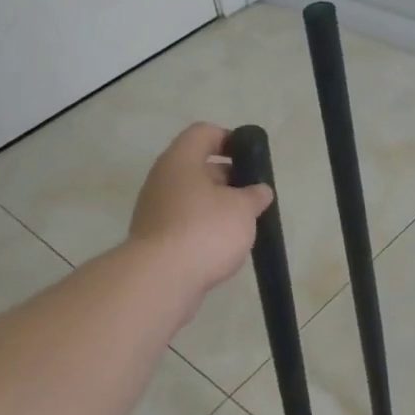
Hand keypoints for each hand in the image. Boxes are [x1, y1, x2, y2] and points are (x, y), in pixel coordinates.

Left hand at [128, 123, 273, 302]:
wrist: (160, 280)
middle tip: (252, 196)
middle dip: (228, 178)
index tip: (250, 158)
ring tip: (243, 224)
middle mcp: (162, 180)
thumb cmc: (204, 230)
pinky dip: (203, 229)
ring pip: (191, 197)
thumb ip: (254, 196)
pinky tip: (222, 247)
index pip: (204, 133)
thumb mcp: (242, 209)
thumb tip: (259, 191)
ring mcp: (154, 210)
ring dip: (217, 206)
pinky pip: (184, 223)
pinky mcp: (154, 239)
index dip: (229, 139)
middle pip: (197, 167)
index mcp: (180, 161)